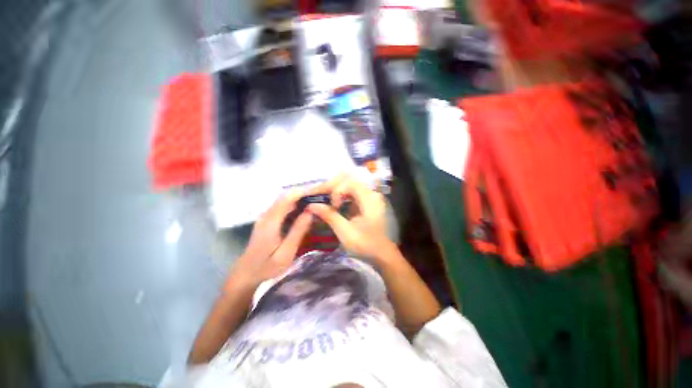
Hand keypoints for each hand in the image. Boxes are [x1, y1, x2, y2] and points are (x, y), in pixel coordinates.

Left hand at [228, 190, 312, 289]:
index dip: (304, 192)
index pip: (288, 198)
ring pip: (285, 200)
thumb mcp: (285, 253)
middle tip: (322, 197)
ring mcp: (265, 216)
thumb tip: (311, 211)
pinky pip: (283, 207)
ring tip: (316, 202)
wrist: (246, 275)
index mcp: (270, 221)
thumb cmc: (267, 268)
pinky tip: (305, 211)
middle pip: (286, 196)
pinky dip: (295, 205)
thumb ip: (298, 231)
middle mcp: (266, 214)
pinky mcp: (267, 220)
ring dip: (300, 199)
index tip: (319, 192)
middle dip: (304, 194)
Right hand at [306, 175, 395, 262]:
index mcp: (369, 199)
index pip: (349, 183)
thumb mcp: (345, 232)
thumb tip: (311, 205)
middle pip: (349, 182)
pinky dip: (341, 197)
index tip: (333, 207)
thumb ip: (329, 216)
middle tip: (320, 198)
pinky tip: (334, 204)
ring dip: (336, 192)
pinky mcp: (368, 203)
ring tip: (324, 200)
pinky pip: (352, 194)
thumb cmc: (366, 245)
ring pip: (350, 187)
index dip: (337, 191)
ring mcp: (371, 197)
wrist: (382, 254)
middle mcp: (371, 194)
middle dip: (333, 189)